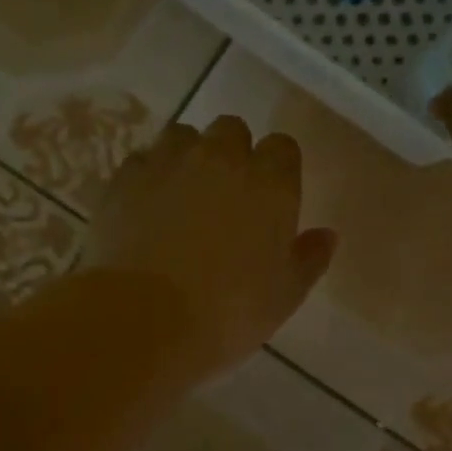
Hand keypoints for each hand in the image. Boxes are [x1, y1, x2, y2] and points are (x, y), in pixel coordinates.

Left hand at [85, 116, 337, 378]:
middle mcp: (220, 158)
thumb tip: (327, 235)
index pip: (283, 148)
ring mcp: (168, 162)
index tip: (270, 198)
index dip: (277, 168)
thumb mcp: (283, 297)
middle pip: (232, 130)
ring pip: (183, 136)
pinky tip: (144, 207)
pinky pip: (142, 160)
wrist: (144, 319)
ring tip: (181, 196)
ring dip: (187, 156)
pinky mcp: (124, 178)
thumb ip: (308, 259)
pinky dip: (147, 176)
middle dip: (232, 153)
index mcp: (270, 184)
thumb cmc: (227, 313)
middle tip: (225, 197)